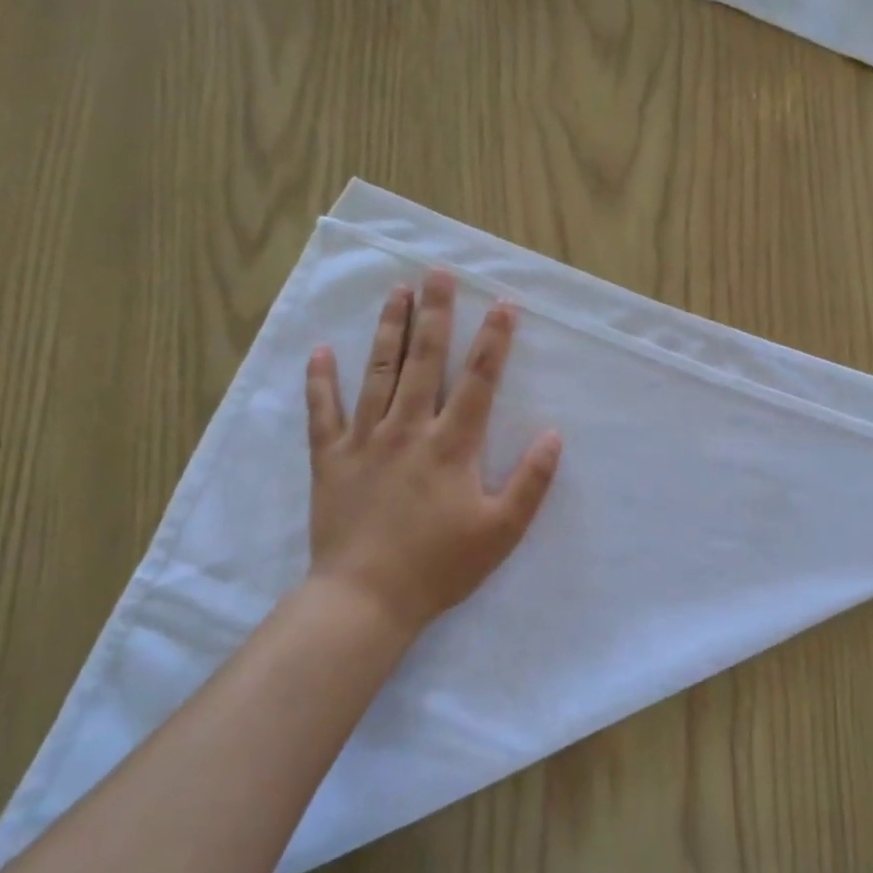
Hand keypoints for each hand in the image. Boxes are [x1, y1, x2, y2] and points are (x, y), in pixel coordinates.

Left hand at [304, 271, 561, 635]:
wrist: (365, 598)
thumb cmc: (439, 567)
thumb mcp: (501, 532)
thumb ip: (531, 483)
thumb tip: (553, 435)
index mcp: (452, 446)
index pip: (479, 380)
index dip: (494, 340)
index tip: (503, 303)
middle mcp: (408, 430)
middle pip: (424, 361)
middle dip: (435, 314)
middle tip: (437, 273)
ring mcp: (364, 441)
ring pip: (377, 373)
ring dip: (388, 329)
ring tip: (396, 291)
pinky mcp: (330, 459)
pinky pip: (322, 411)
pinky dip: (320, 380)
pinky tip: (322, 350)